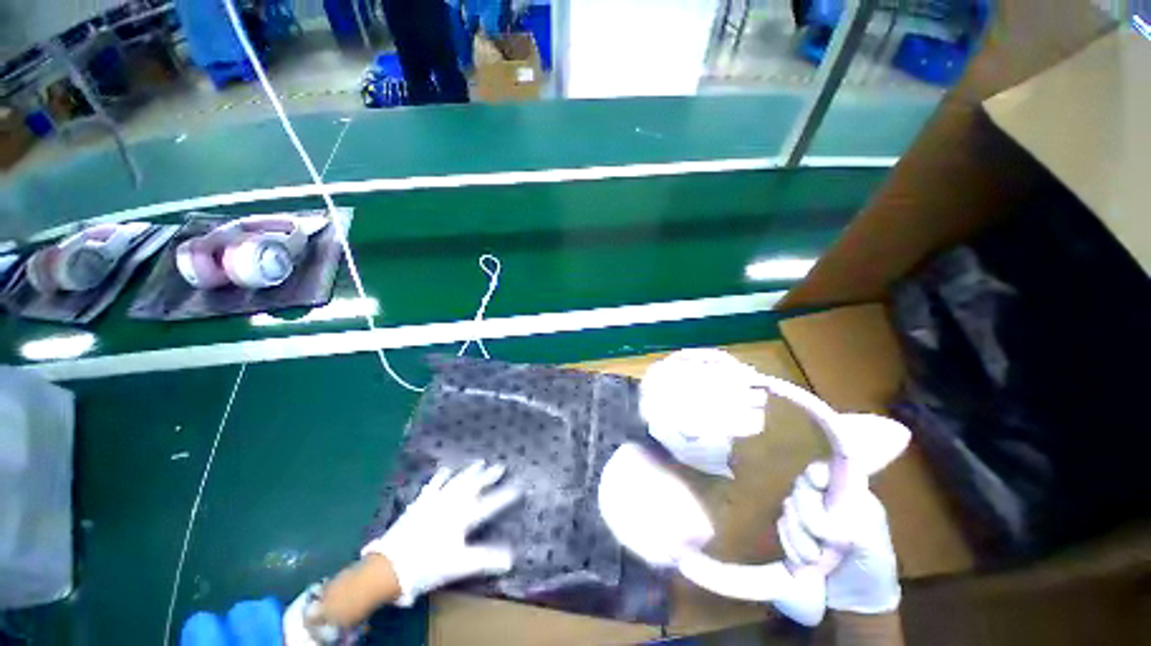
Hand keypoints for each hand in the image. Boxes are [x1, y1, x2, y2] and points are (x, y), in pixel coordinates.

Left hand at [362, 461, 521, 605]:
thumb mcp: (459, 565)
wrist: (390, 565)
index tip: (519, 486)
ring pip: (457, 481)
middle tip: (501, 465)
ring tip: (480, 462)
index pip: (490, 504)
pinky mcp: (421, 502)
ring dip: (470, 471)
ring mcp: (436, 500)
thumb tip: (511, 559)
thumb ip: (486, 559)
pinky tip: (446, 469)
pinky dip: (442, 476)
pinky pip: (434, 484)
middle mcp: (452, 503)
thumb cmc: (428, 566)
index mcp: (463, 517)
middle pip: (475, 486)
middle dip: (489, 476)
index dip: (505, 495)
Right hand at [777, 462, 900, 615]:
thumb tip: (832, 512)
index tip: (817, 482)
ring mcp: (806, 513)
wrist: (855, 602)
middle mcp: (825, 499)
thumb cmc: (874, 570)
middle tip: (823, 537)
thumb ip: (855, 523)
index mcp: (850, 496)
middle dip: (808, 513)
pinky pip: (780, 525)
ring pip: (788, 505)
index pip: (828, 468)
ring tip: (816, 559)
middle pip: (801, 485)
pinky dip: (789, 544)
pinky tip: (803, 562)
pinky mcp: (792, 530)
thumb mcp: (874, 547)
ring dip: (799, 535)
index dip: (817, 471)